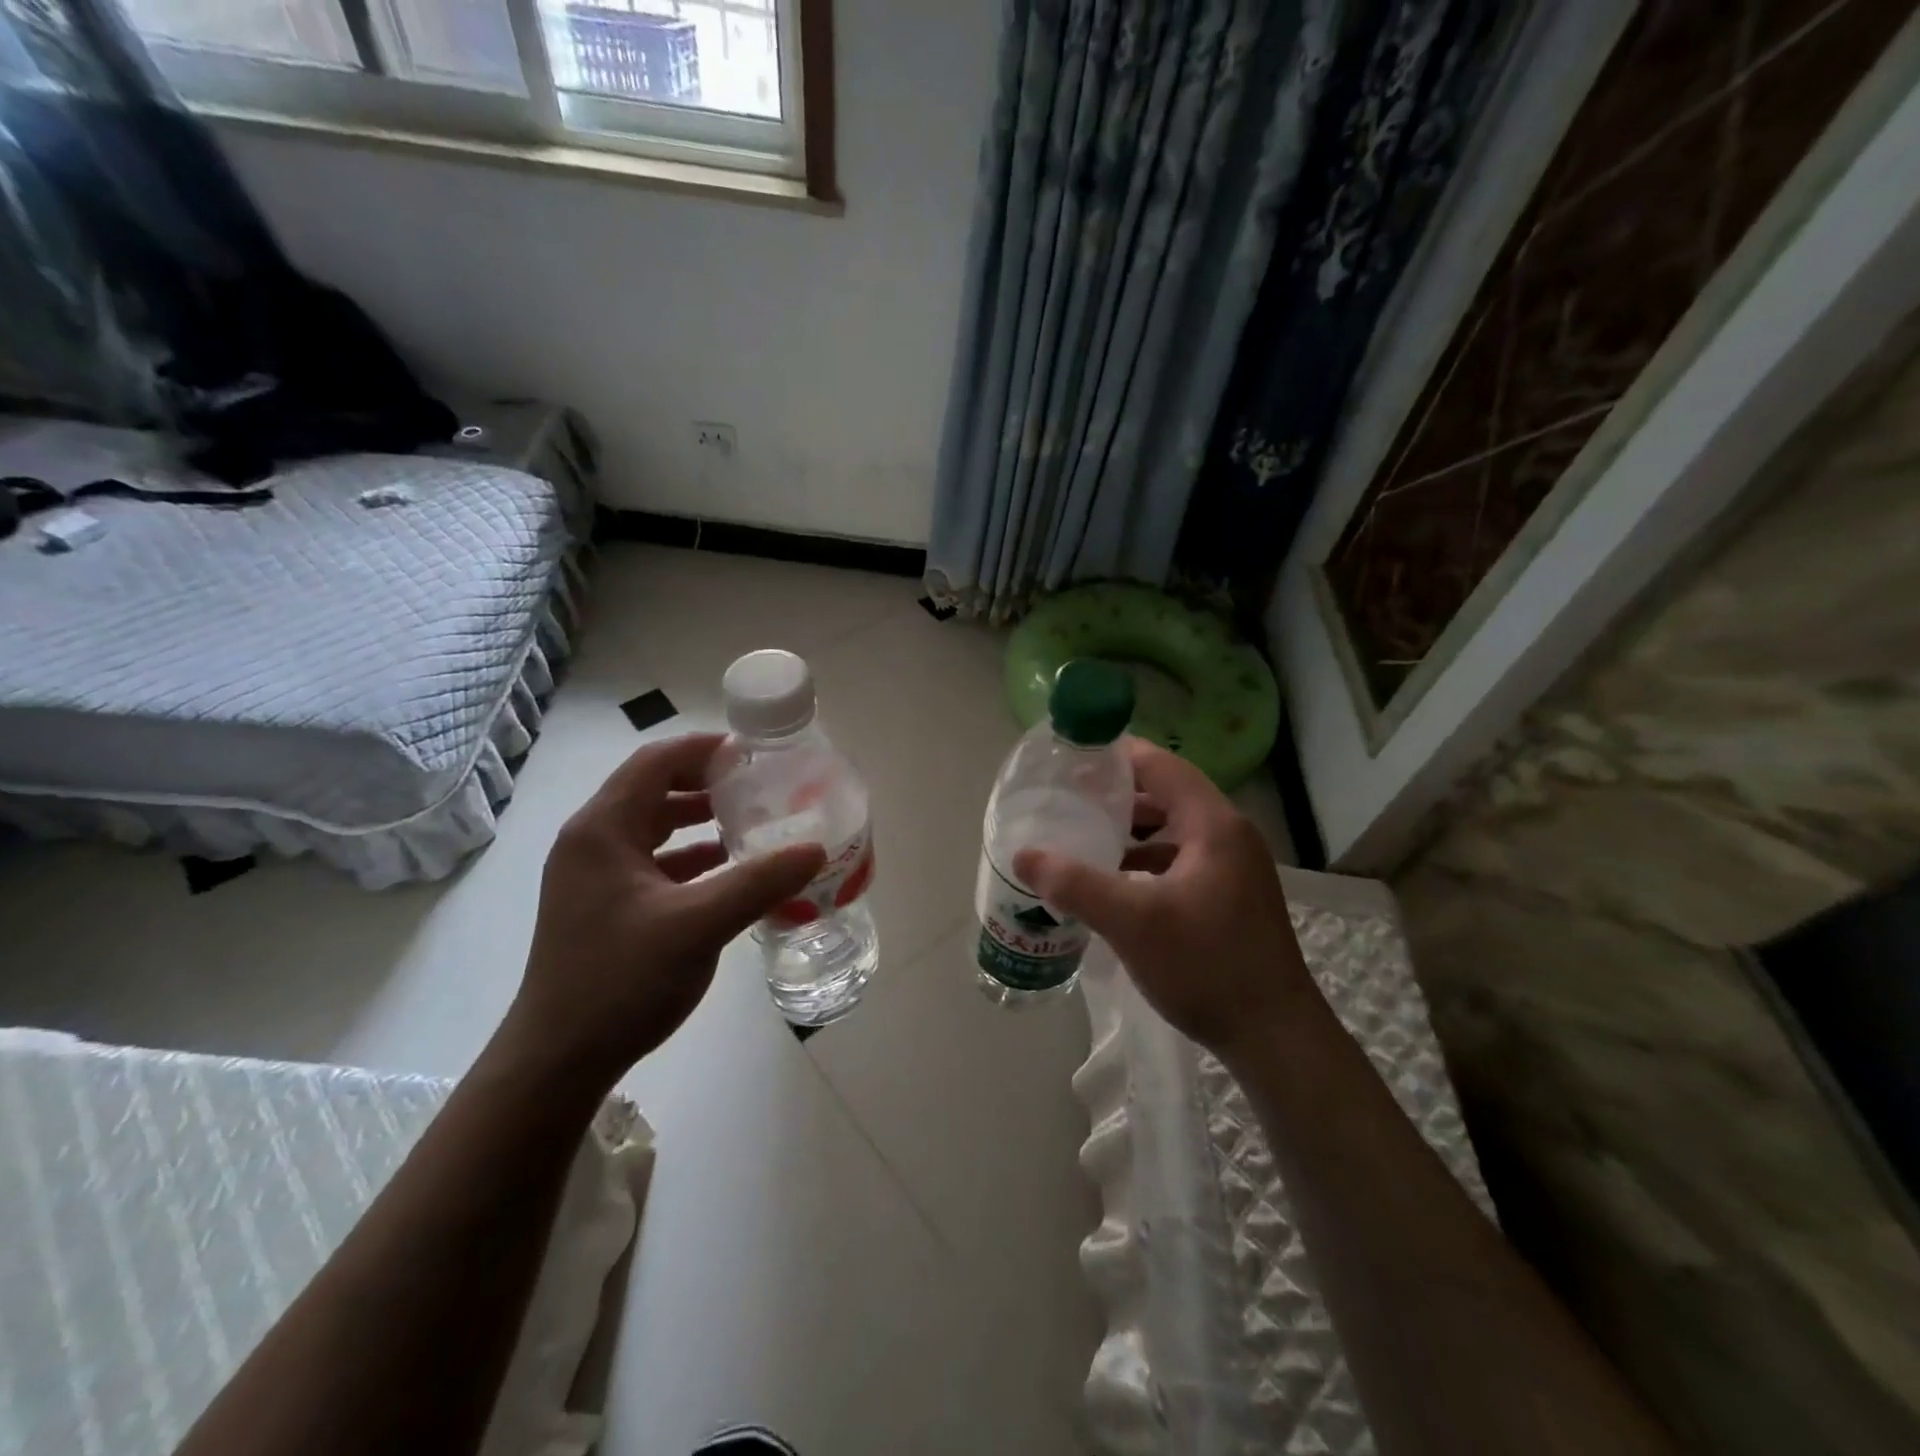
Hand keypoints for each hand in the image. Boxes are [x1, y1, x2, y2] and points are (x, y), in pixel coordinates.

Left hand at [504, 733, 825, 1086]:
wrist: (557, 1061)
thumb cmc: (621, 980)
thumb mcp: (699, 926)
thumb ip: (760, 882)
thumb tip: (815, 849)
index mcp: (603, 829)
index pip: (656, 762)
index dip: (704, 749)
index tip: (754, 753)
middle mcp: (592, 842)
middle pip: (653, 788)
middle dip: (706, 782)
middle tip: (760, 785)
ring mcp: (594, 876)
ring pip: (653, 826)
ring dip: (699, 818)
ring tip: (751, 820)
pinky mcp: (603, 905)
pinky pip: (652, 861)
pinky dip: (690, 856)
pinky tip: (727, 869)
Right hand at [1014, 738, 1317, 1063]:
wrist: (1275, 1037)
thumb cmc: (1206, 966)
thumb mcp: (1132, 922)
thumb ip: (1075, 884)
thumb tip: (1023, 855)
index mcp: (1213, 825)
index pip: (1161, 766)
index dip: (1117, 756)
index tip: (1073, 758)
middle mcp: (1229, 835)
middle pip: (1167, 794)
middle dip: (1119, 794)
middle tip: (1070, 798)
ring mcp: (1235, 867)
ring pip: (1174, 829)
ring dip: (1133, 829)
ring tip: (1085, 835)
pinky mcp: (1232, 895)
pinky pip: (1183, 858)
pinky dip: (1149, 859)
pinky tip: (1116, 881)